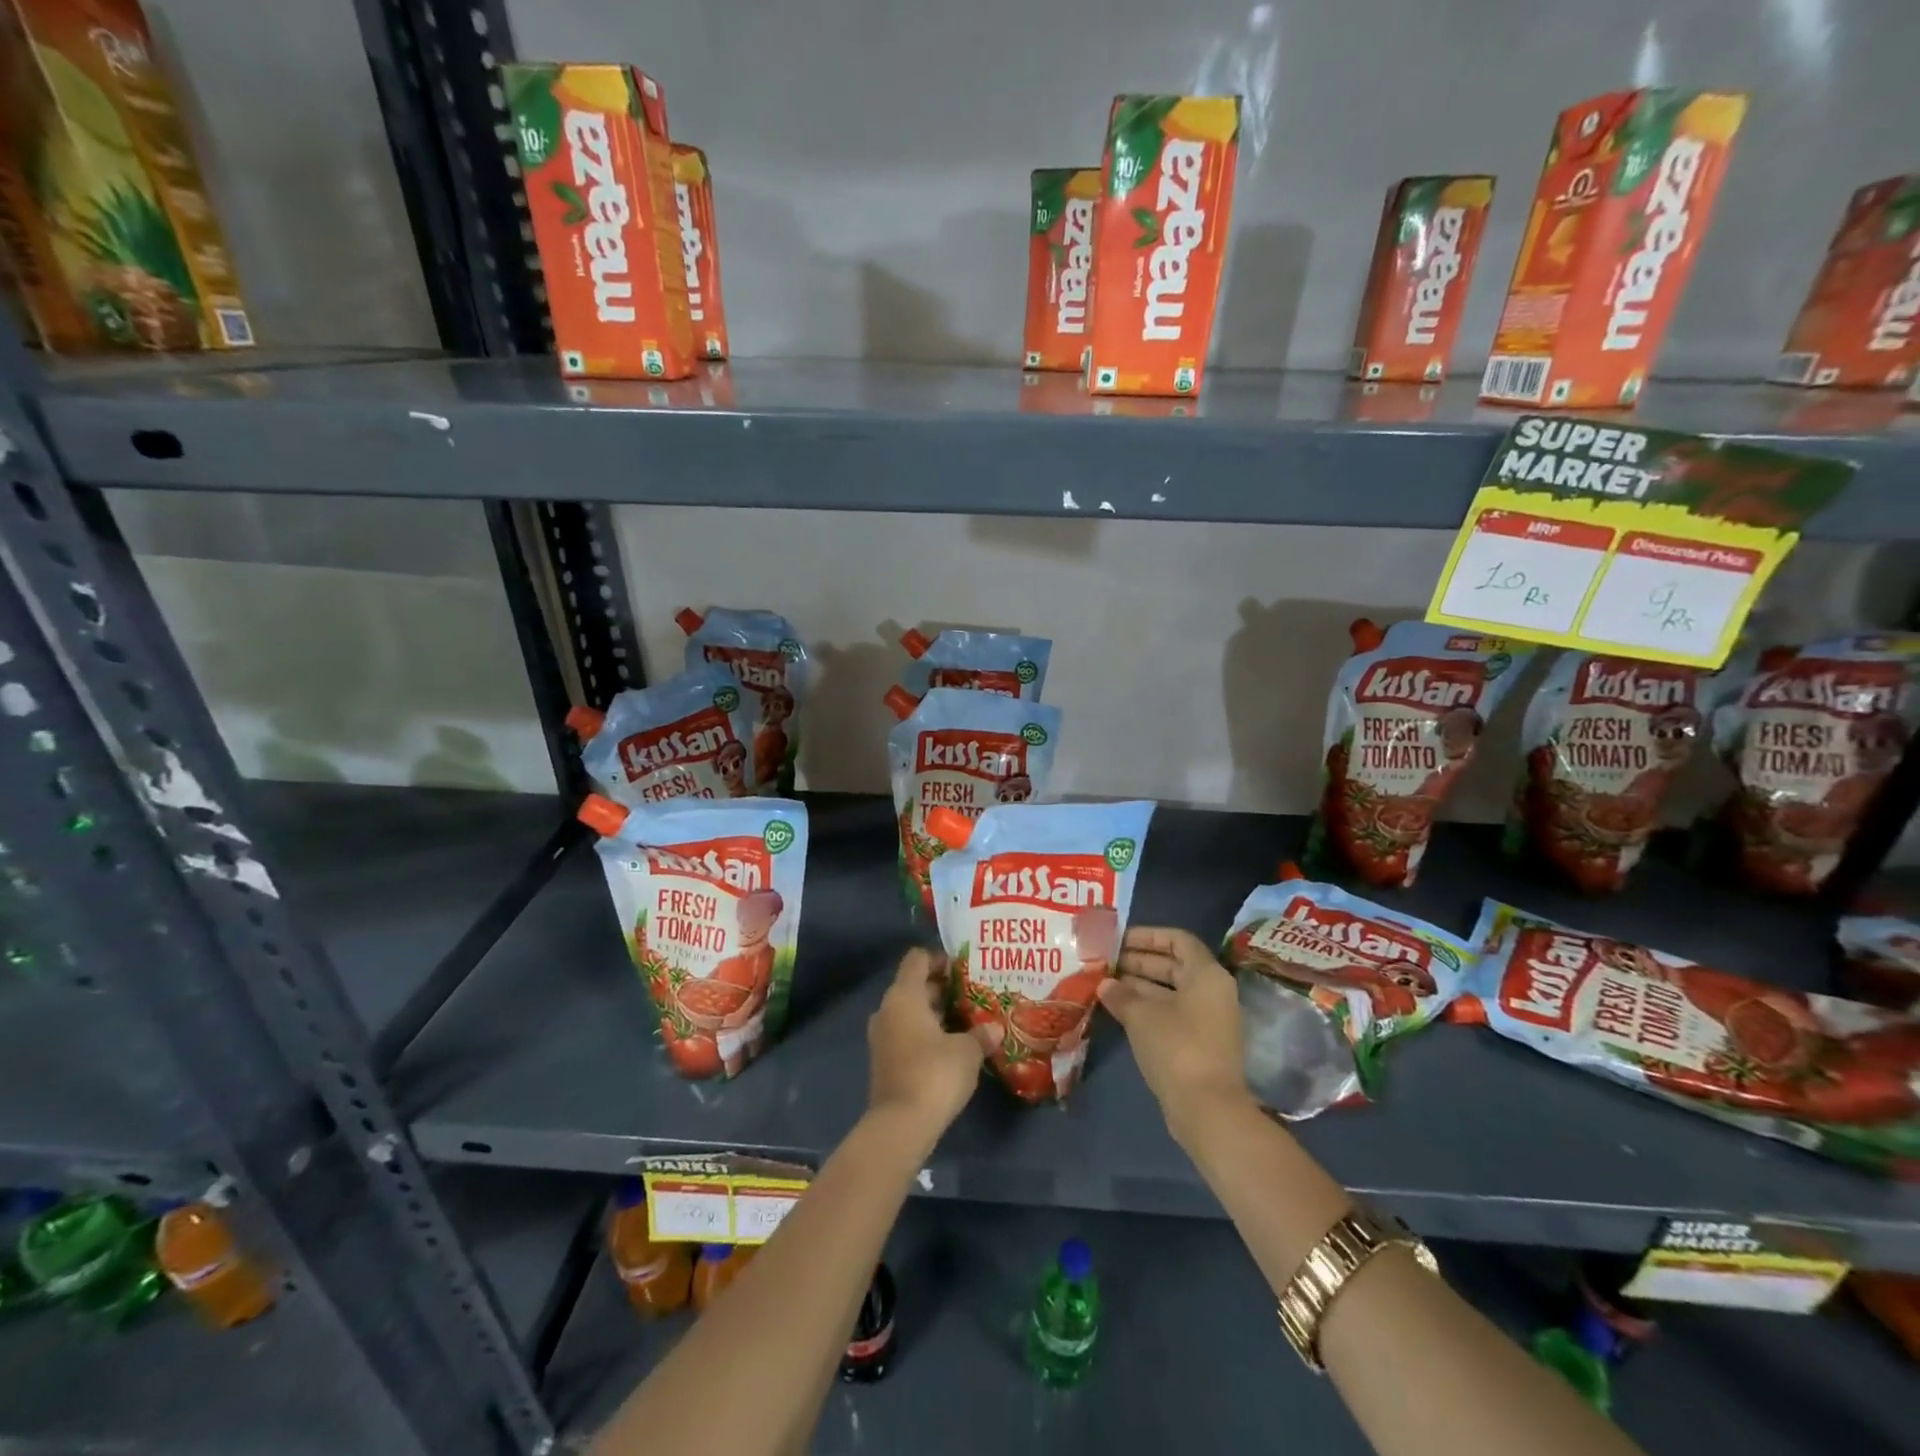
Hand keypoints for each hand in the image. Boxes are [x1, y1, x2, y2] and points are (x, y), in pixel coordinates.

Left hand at [867, 949, 1002, 1139]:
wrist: (900, 1125)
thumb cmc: (934, 1073)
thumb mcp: (967, 1051)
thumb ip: (981, 1034)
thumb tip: (994, 1028)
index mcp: (904, 995)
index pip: (917, 959)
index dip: (939, 958)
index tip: (964, 969)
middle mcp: (888, 1009)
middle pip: (914, 986)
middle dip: (942, 988)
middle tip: (973, 995)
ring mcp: (882, 1036)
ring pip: (910, 1012)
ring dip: (935, 1014)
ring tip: (967, 1021)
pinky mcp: (884, 1061)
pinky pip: (906, 1034)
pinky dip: (926, 1034)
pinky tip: (951, 1046)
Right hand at [1098, 926, 1252, 1142]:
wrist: (1208, 1109)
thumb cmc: (1177, 1047)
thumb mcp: (1141, 1015)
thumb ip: (1122, 994)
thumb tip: (1105, 984)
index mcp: (1206, 974)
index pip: (1178, 940)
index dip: (1148, 936)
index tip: (1119, 939)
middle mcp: (1212, 992)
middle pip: (1175, 965)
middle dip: (1139, 961)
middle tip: (1106, 961)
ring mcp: (1208, 1020)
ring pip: (1171, 991)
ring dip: (1140, 985)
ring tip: (1106, 983)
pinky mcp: (1200, 1044)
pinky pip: (1172, 1014)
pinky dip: (1148, 1008)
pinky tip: (1119, 1010)